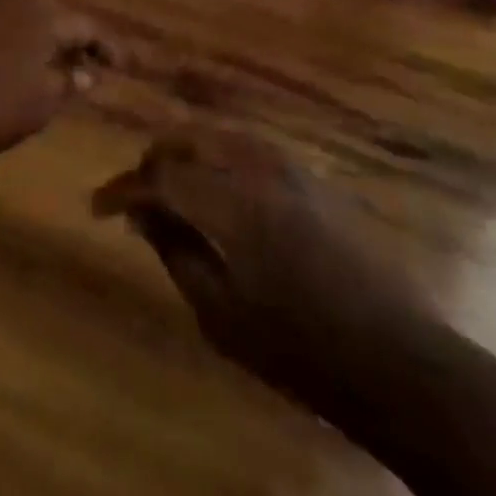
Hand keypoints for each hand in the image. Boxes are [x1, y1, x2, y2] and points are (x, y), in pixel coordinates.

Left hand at [0, 0, 100, 161]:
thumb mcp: (44, 101)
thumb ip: (70, 83)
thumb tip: (88, 73)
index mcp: (46, 17)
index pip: (89, 26)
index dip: (110, 47)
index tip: (127, 66)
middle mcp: (22, 5)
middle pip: (62, 17)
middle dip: (82, 40)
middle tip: (98, 65)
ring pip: (37, 22)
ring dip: (55, 42)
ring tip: (69, 69)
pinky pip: (15, 30)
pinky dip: (31, 45)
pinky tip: (32, 68)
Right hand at [93, 130, 436, 428]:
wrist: (397, 358)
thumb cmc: (300, 350)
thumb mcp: (221, 315)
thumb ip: (177, 252)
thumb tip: (142, 214)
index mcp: (232, 204)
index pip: (160, 176)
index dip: (123, 188)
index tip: (99, 206)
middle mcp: (258, 169)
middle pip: (188, 140)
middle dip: (153, 162)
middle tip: (135, 195)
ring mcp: (290, 168)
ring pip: (219, 137)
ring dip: (187, 155)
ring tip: (171, 189)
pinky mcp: (312, 178)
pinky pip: (249, 149)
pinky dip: (219, 158)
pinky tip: (217, 190)